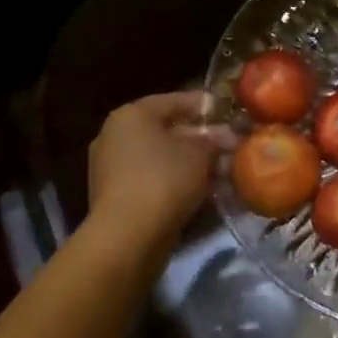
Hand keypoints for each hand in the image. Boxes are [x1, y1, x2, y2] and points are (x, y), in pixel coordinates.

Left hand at [88, 91, 234, 247]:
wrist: (127, 237)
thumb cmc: (164, 180)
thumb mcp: (200, 154)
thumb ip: (215, 139)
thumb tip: (227, 135)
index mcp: (131, 114)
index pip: (174, 101)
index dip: (204, 106)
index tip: (227, 112)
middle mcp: (114, 134)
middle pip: (164, 130)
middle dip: (198, 138)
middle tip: (226, 146)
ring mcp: (109, 166)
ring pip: (158, 156)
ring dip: (187, 162)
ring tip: (218, 171)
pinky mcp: (112, 195)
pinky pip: (149, 178)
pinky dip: (172, 180)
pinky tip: (197, 191)